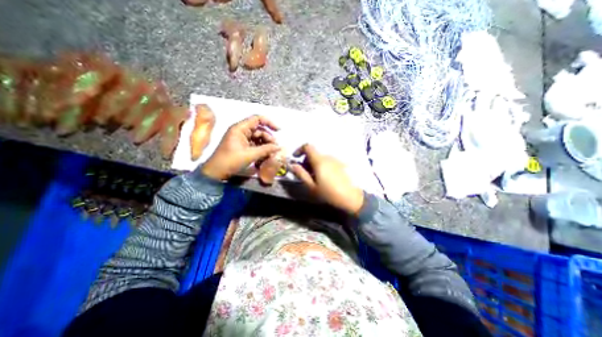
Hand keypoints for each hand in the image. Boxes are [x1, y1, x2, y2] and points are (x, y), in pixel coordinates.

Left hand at [199, 115, 279, 181]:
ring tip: (271, 152)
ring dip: (265, 144)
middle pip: (259, 129)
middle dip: (268, 137)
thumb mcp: (250, 155)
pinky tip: (265, 155)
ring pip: (257, 137)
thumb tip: (279, 147)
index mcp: (240, 128)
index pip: (257, 119)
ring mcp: (241, 138)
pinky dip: (260, 148)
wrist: (216, 172)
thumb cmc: (231, 161)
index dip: (269, 122)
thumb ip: (266, 150)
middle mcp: (241, 131)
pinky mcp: (241, 146)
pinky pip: (254, 144)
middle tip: (275, 147)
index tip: (278, 130)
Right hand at [291, 144, 363, 214]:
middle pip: (314, 153)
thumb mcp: (312, 186)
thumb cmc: (330, 193)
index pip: (307, 146)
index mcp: (319, 161)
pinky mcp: (342, 164)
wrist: (352, 197)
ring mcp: (336, 160)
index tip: (296, 158)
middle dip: (306, 160)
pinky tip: (325, 177)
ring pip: (321, 157)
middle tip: (305, 172)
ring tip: (315, 177)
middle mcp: (328, 157)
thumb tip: (292, 165)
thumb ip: (301, 174)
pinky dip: (323, 165)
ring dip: (314, 163)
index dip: (299, 150)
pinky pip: (328, 161)